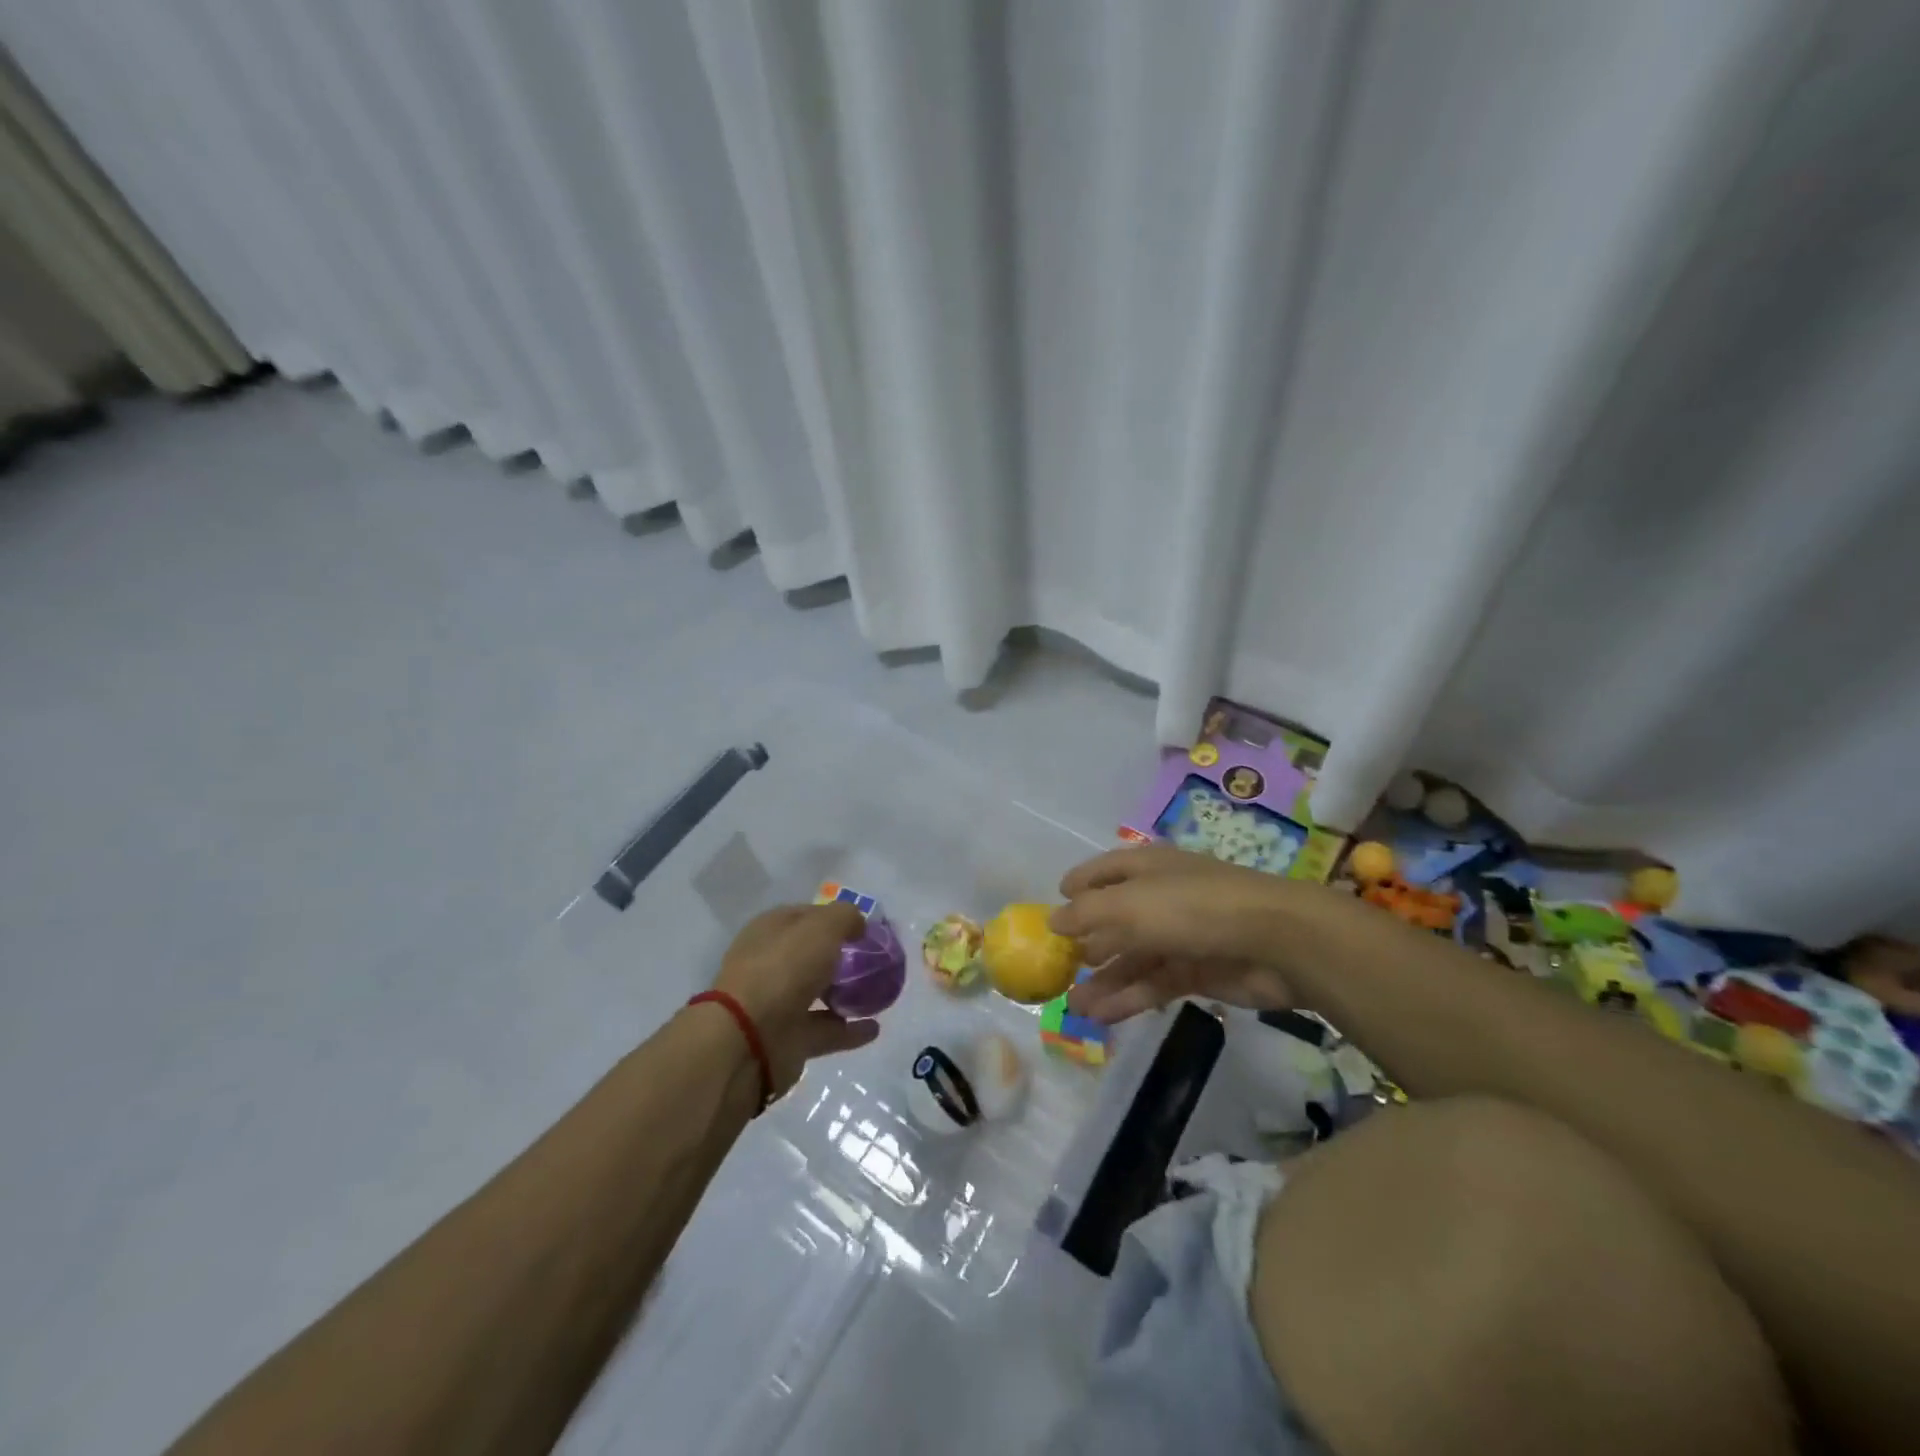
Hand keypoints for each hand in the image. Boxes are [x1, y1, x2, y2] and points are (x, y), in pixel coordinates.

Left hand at [711, 903, 880, 1093]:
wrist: (749, 1038)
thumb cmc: (784, 968)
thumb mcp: (822, 927)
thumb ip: (845, 917)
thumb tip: (858, 925)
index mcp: (771, 930)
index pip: (806, 916)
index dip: (835, 918)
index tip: (865, 928)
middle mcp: (772, 964)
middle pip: (812, 955)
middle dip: (842, 956)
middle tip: (875, 960)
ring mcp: (779, 1003)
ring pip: (819, 992)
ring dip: (846, 993)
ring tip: (880, 992)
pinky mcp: (790, 1039)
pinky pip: (827, 1030)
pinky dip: (850, 1030)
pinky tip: (874, 1027)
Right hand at [1051, 845, 1296, 1023]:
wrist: (1275, 941)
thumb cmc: (1192, 907)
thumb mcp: (1128, 905)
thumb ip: (1087, 913)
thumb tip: (1053, 920)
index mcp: (1148, 868)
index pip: (1107, 870)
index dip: (1081, 883)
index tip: (1057, 900)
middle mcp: (1163, 896)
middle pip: (1118, 917)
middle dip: (1088, 941)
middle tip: (1060, 966)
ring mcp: (1183, 935)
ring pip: (1135, 957)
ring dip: (1105, 979)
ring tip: (1074, 1005)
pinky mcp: (1199, 971)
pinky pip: (1155, 983)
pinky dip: (1129, 998)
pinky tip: (1101, 1016)